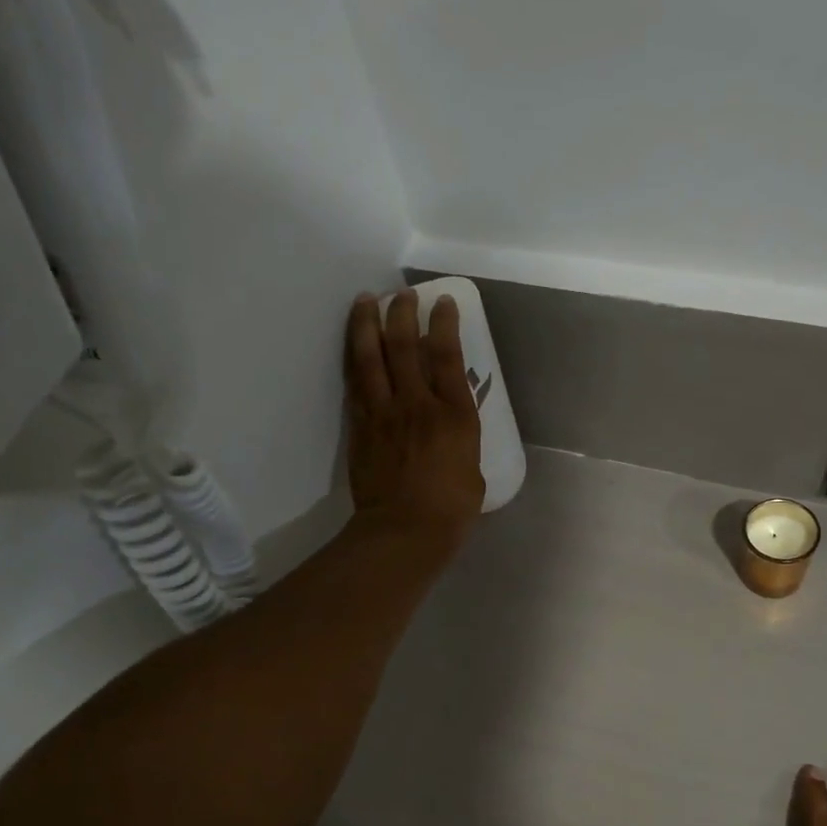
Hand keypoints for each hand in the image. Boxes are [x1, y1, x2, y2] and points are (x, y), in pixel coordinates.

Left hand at [345, 290, 484, 546]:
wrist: (404, 530)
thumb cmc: (451, 508)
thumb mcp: (472, 468)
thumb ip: (461, 438)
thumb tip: (452, 426)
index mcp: (454, 415)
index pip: (447, 356)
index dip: (444, 324)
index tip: (441, 302)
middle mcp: (417, 404)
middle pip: (404, 346)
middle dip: (402, 313)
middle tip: (401, 295)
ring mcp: (384, 413)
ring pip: (371, 357)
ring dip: (367, 324)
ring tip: (365, 301)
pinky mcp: (360, 426)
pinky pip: (355, 383)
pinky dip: (354, 358)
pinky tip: (353, 344)